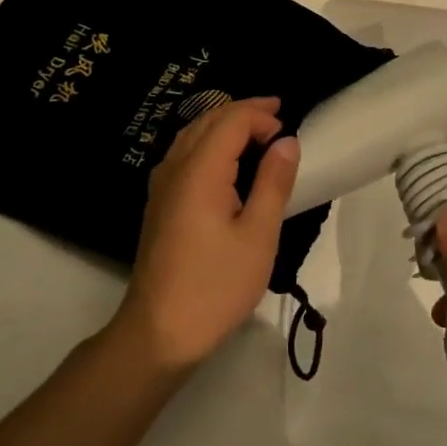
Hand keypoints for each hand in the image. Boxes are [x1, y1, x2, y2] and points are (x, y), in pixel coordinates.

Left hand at [112, 96, 299, 372]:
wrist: (158, 333)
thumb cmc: (215, 286)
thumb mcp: (258, 236)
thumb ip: (273, 182)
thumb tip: (287, 141)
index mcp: (200, 172)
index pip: (231, 120)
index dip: (261, 116)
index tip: (288, 132)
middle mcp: (175, 168)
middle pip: (208, 120)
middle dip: (243, 112)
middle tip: (277, 116)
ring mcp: (162, 186)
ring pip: (192, 134)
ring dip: (224, 124)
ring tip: (256, 131)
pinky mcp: (159, 203)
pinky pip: (184, 153)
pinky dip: (209, 142)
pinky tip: (226, 160)